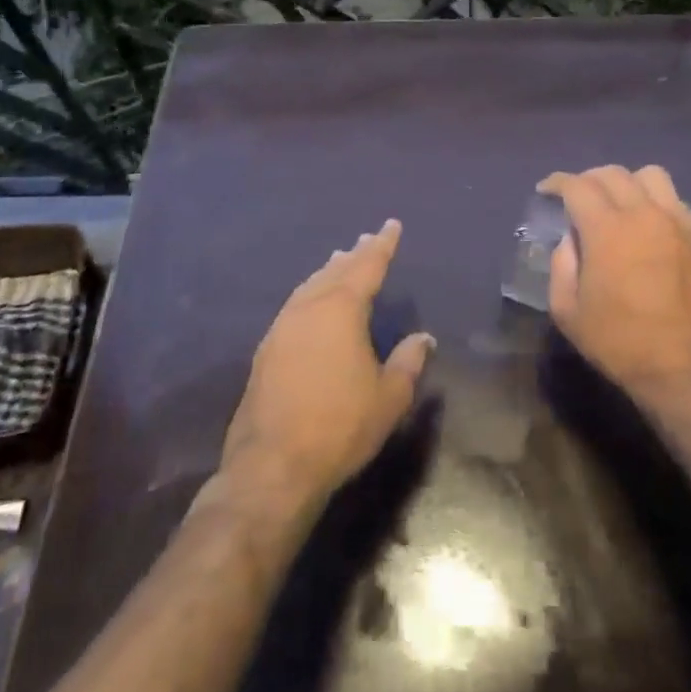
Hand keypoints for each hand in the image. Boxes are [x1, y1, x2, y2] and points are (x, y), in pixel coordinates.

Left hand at [221, 219, 434, 501]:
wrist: (272, 466)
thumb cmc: (340, 426)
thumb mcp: (389, 397)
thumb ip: (408, 362)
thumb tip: (424, 338)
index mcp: (341, 310)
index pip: (367, 266)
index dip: (382, 245)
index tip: (391, 225)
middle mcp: (308, 309)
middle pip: (335, 271)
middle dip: (354, 254)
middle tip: (366, 240)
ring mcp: (282, 328)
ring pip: (310, 287)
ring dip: (328, 272)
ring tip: (339, 261)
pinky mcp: (266, 350)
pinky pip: (295, 306)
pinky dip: (310, 294)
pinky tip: (312, 304)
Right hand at [539, 165, 690, 394]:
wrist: (690, 369)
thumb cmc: (622, 344)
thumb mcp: (569, 312)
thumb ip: (562, 266)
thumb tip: (571, 239)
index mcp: (607, 230)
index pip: (577, 186)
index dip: (557, 183)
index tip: (546, 190)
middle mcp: (643, 214)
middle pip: (612, 174)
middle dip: (587, 180)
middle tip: (576, 199)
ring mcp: (676, 222)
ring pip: (649, 176)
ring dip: (626, 182)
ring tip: (616, 203)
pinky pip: (674, 199)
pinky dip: (653, 200)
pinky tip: (646, 223)